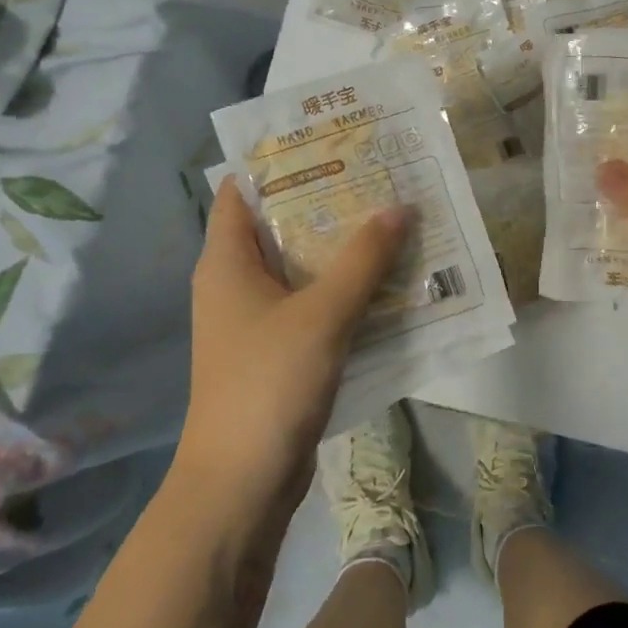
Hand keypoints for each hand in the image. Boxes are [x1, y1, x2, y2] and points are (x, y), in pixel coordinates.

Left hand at [178, 181, 408, 508]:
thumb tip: (400, 207)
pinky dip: (345, 290)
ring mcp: (257, 319)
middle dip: (329, 202)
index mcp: (227, 261)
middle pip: (281, 225)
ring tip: (395, 219)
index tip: (334, 143)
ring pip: (303, 267)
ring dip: (343, 248)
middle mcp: (236, 282)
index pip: (246, 190)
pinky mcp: (278, 350)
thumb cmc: (268, 384)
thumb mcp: (322, 314)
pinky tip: (390, 281)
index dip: (284, 161)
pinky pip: (314, 304)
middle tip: (381, 177)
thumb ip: (363, 260)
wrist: (241, 484)